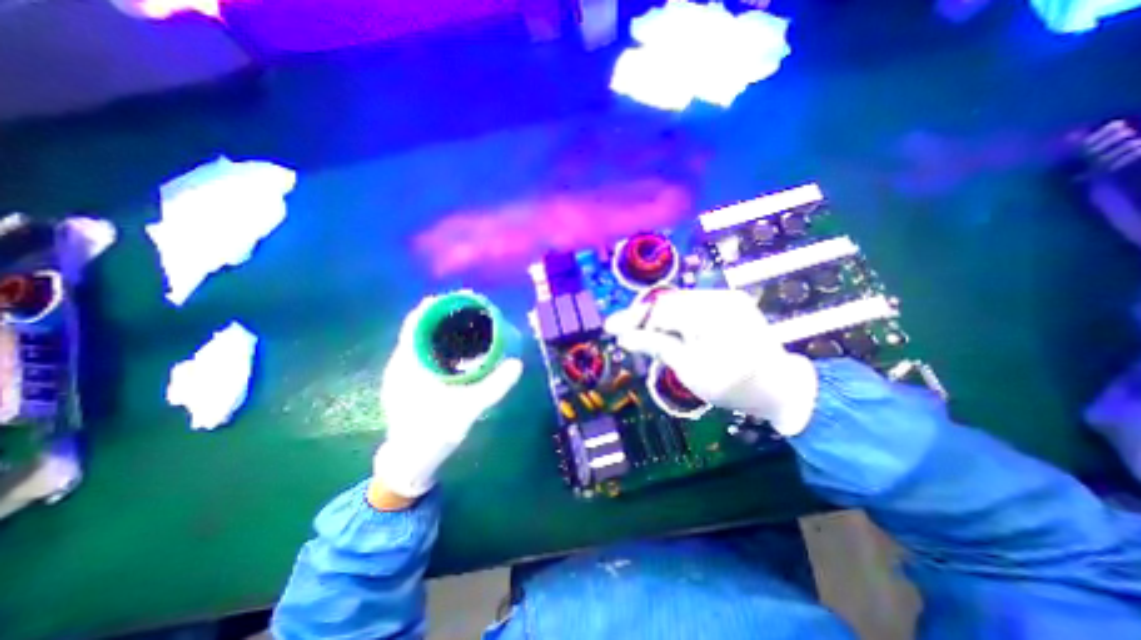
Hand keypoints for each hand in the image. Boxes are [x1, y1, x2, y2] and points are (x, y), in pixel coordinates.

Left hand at [372, 298, 521, 501]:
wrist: (410, 461)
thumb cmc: (433, 434)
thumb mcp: (467, 410)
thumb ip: (493, 387)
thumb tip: (517, 364)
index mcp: (408, 364)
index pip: (416, 323)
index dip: (436, 306)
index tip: (460, 297)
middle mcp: (401, 363)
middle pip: (421, 327)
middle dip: (445, 314)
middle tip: (473, 308)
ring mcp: (403, 372)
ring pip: (421, 339)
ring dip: (442, 327)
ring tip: (468, 321)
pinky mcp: (409, 381)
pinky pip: (423, 352)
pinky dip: (439, 342)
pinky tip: (457, 347)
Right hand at [604, 290, 819, 435]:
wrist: (779, 388)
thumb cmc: (734, 386)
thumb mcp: (690, 370)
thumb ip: (657, 346)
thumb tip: (624, 337)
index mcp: (712, 314)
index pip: (661, 310)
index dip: (634, 320)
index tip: (612, 329)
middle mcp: (719, 298)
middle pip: (668, 302)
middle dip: (645, 318)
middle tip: (625, 333)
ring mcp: (726, 298)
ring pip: (678, 302)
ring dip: (659, 319)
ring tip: (643, 335)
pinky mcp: (729, 303)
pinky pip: (692, 306)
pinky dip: (676, 319)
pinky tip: (667, 331)